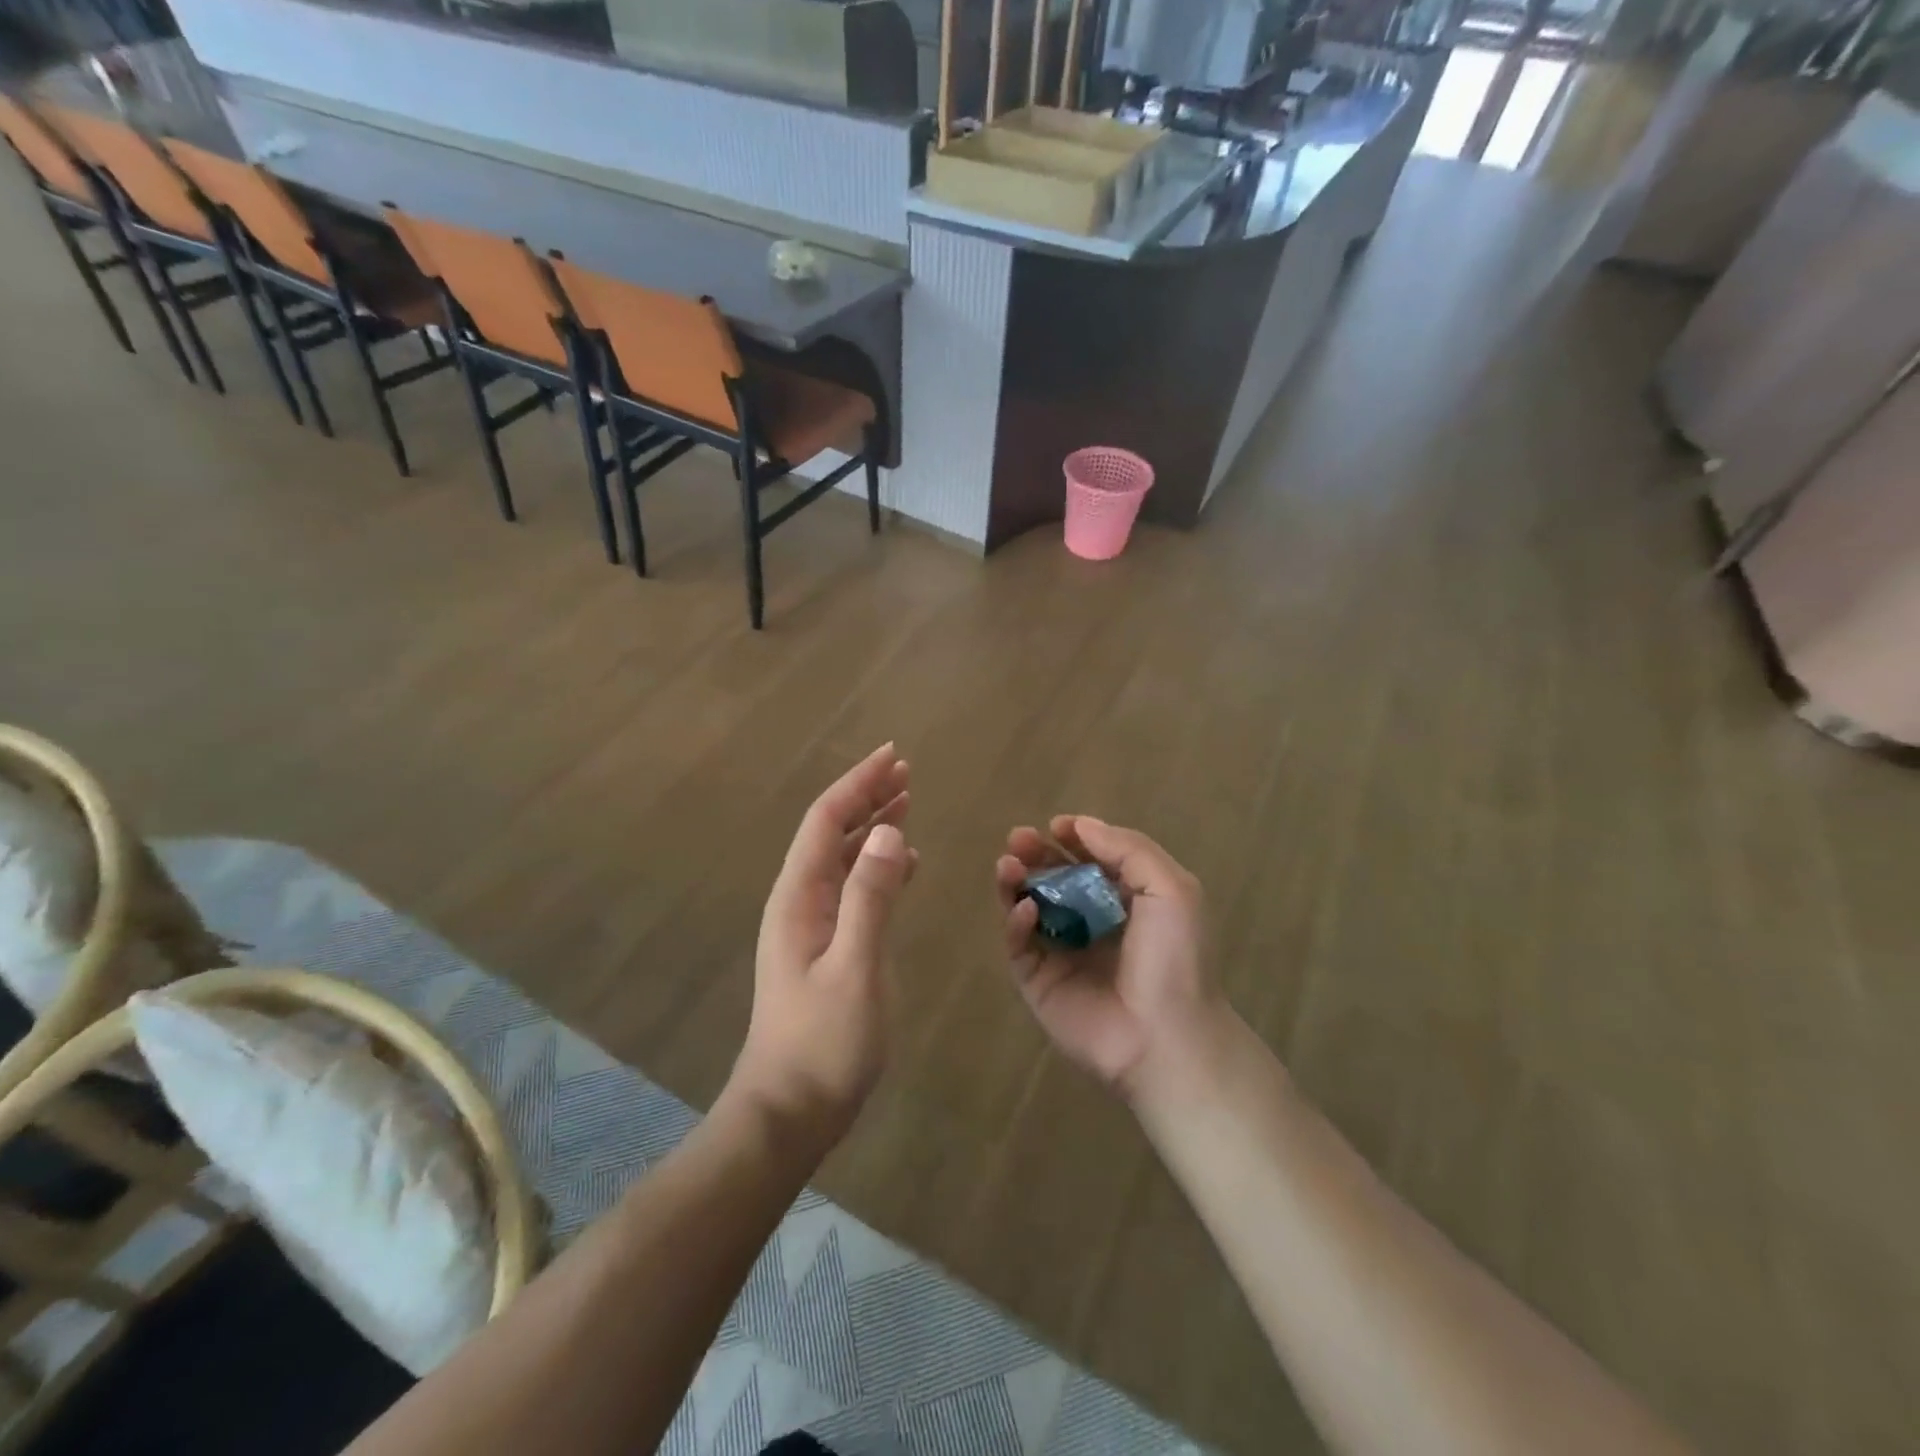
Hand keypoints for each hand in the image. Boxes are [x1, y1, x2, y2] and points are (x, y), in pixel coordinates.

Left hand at [730, 744, 916, 1154]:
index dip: (859, 784)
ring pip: (843, 857)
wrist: (790, 1110)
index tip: (893, 756)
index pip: (827, 821)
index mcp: (799, 897)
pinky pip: (853, 888)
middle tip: (906, 771)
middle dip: (866, 796)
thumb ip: (871, 897)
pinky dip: (878, 865)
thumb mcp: (855, 966)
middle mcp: (800, 900)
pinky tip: (904, 863)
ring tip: (907, 802)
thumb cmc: (823, 1041)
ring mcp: (811, 925)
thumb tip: (891, 831)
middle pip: (832, 832)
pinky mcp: (826, 947)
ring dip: (873, 827)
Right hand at [996, 817, 1223, 1101]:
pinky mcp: (1040, 983)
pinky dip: (1016, 923)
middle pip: (1055, 880)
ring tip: (1008, 864)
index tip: (1055, 826)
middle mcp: (1093, 924)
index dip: (1073, 840)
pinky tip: (1025, 909)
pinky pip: (1020, 946)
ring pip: (1029, 908)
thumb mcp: (1170, 889)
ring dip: (1016, 882)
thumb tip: (1082, 825)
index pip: (1091, 861)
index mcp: (1127, 902)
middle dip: (1036, 855)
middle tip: (1018, 838)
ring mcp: (1063, 954)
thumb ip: (1128, 849)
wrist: (1165, 1037)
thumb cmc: (1175, 958)